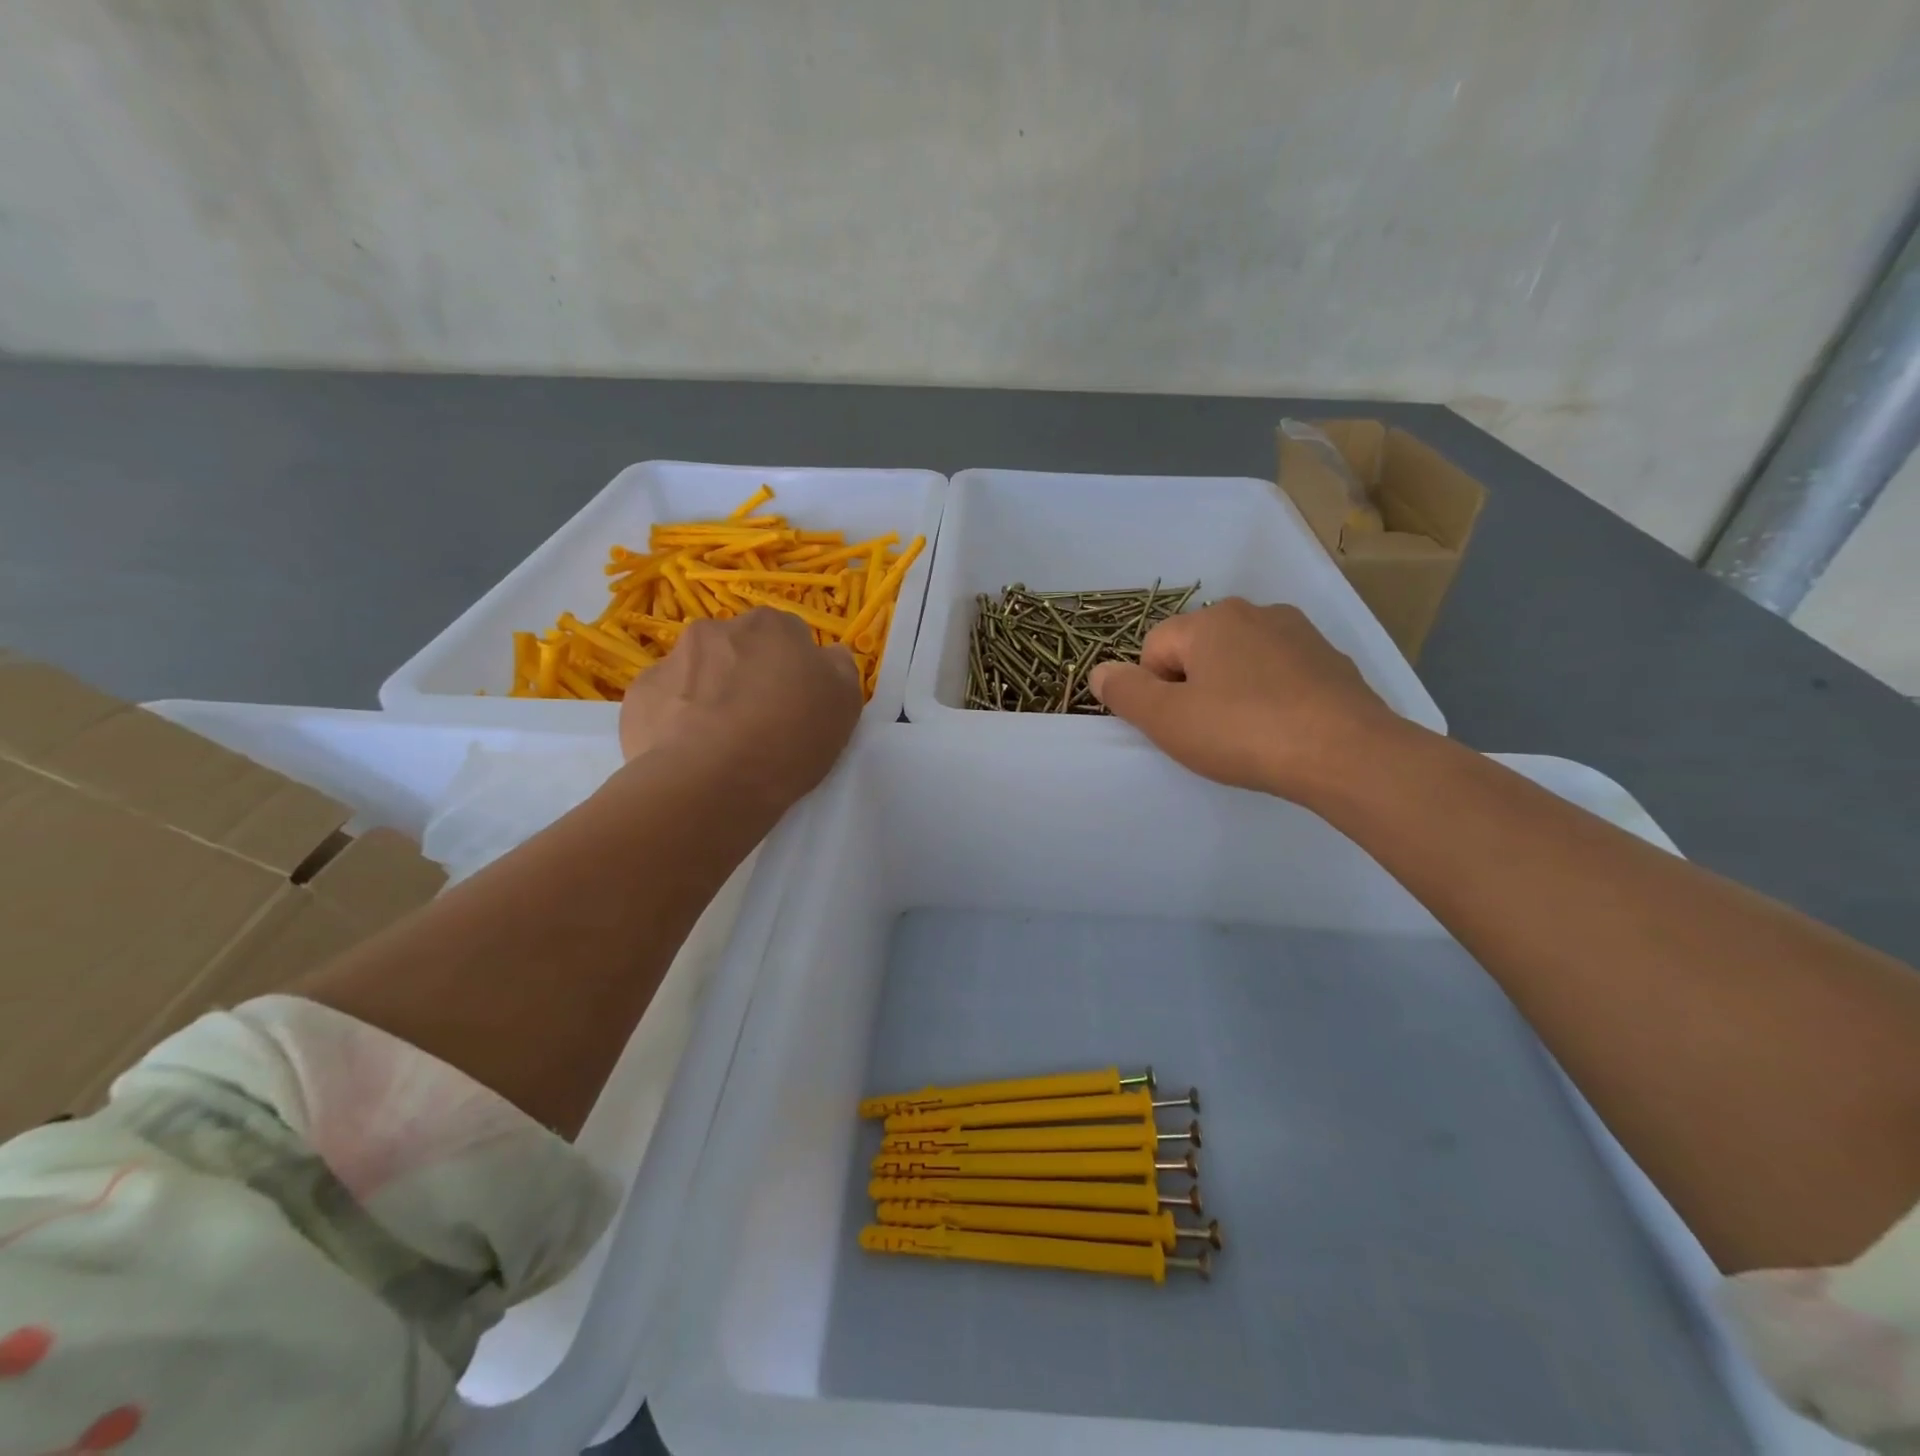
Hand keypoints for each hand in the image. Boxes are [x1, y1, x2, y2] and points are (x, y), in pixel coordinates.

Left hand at [619, 608, 862, 805]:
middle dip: (749, 675)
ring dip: (710, 694)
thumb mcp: (844, 704)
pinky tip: (689, 751)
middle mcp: (718, 629)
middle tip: (761, 723)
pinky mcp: (639, 695)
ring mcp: (671, 659)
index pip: (791, 636)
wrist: (710, 782)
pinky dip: (677, 718)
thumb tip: (828, 655)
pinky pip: (666, 701)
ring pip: (699, 672)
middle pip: (741, 649)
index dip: (797, 670)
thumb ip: (839, 668)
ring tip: (721, 743)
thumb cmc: (788, 738)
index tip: (799, 704)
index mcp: (772, 626)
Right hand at [1087, 598, 1409, 800]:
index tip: (1179, 725)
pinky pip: (1279, 673)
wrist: (1347, 753)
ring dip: (1232, 690)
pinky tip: (1282, 729)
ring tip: (1248, 733)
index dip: (1155, 691)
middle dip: (1193, 687)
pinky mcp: (1329, 658)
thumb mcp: (1167, 720)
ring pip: (1240, 660)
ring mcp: (1297, 632)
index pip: (1154, 649)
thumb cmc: (1243, 733)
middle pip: (1197, 650)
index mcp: (1209, 621)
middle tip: (1209, 732)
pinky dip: (1271, 695)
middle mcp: (1253, 612)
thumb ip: (1124, 692)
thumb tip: (1100, 672)